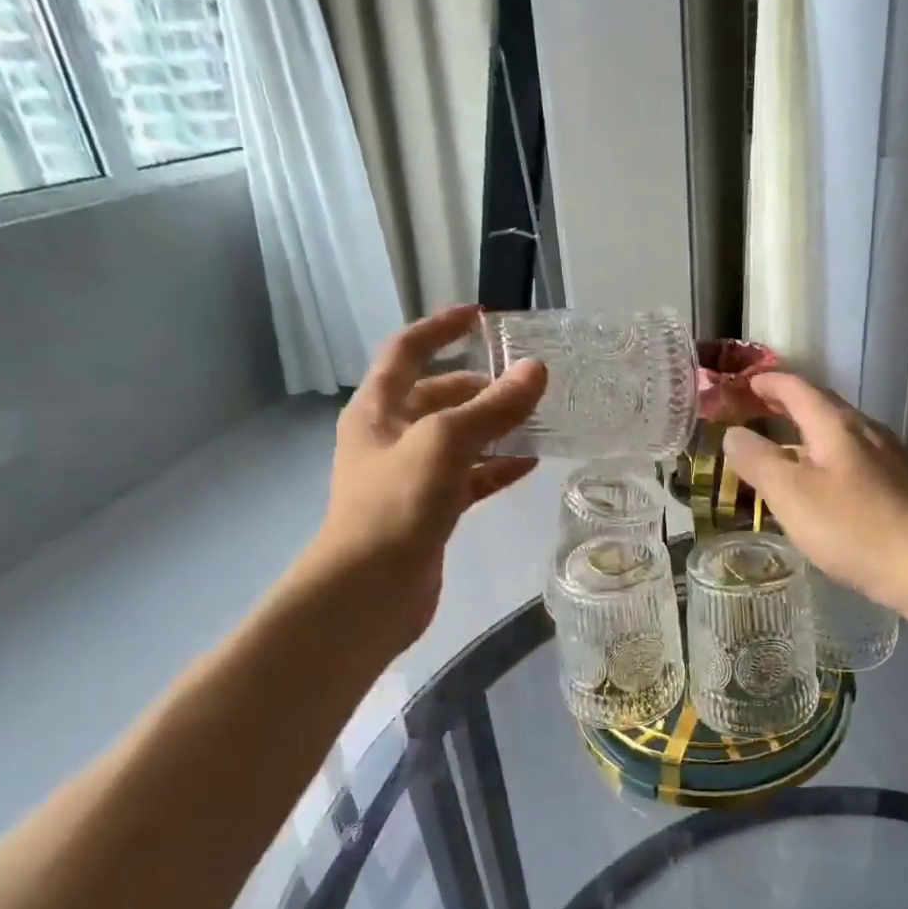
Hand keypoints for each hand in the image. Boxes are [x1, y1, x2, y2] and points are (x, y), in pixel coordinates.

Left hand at [301, 305, 546, 650]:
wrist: (369, 592)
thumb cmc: (396, 504)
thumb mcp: (445, 443)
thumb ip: (493, 407)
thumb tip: (536, 370)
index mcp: (377, 408)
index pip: (407, 350)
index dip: (441, 328)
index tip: (481, 316)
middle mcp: (390, 436)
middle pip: (438, 395)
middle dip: (480, 385)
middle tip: (527, 382)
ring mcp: (410, 475)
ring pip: (459, 438)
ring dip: (494, 428)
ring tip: (539, 420)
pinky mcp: (431, 510)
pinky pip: (469, 477)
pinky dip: (496, 468)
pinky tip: (530, 464)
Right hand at [722, 373, 907, 613]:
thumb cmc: (854, 527)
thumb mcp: (791, 494)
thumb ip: (758, 461)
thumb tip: (732, 433)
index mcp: (837, 425)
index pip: (798, 389)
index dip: (769, 382)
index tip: (746, 382)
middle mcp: (868, 432)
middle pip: (824, 408)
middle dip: (790, 406)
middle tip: (761, 411)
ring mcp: (892, 459)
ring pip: (843, 437)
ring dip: (811, 437)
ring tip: (789, 453)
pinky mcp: (906, 488)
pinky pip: (859, 462)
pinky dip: (832, 463)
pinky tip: (830, 490)